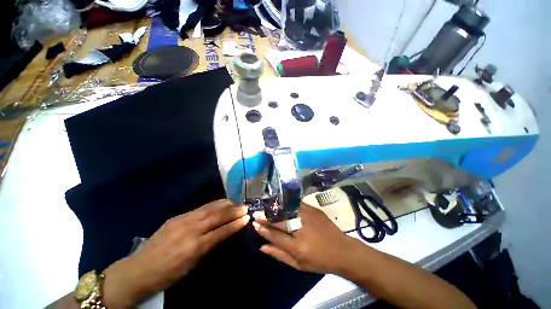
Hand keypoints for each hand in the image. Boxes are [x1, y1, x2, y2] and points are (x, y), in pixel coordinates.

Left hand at [102, 200, 249, 307]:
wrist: (138, 270)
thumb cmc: (167, 274)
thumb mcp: (191, 266)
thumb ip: (207, 247)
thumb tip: (222, 233)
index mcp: (194, 247)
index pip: (220, 232)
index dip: (235, 224)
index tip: (246, 218)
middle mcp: (190, 230)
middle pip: (216, 217)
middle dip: (233, 211)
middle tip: (245, 207)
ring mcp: (182, 221)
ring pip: (209, 209)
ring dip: (225, 205)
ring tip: (235, 202)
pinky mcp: (177, 217)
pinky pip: (200, 208)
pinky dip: (213, 204)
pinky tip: (219, 202)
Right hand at [253, 202, 359, 273]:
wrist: (342, 250)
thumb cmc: (320, 261)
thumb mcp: (299, 264)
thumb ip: (279, 254)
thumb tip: (262, 246)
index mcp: (298, 246)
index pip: (276, 235)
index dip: (263, 229)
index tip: (254, 223)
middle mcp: (302, 228)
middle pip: (280, 220)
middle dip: (266, 216)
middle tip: (257, 213)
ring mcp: (308, 216)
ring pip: (287, 209)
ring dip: (275, 208)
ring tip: (267, 207)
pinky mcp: (314, 209)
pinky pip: (296, 204)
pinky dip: (287, 203)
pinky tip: (281, 203)